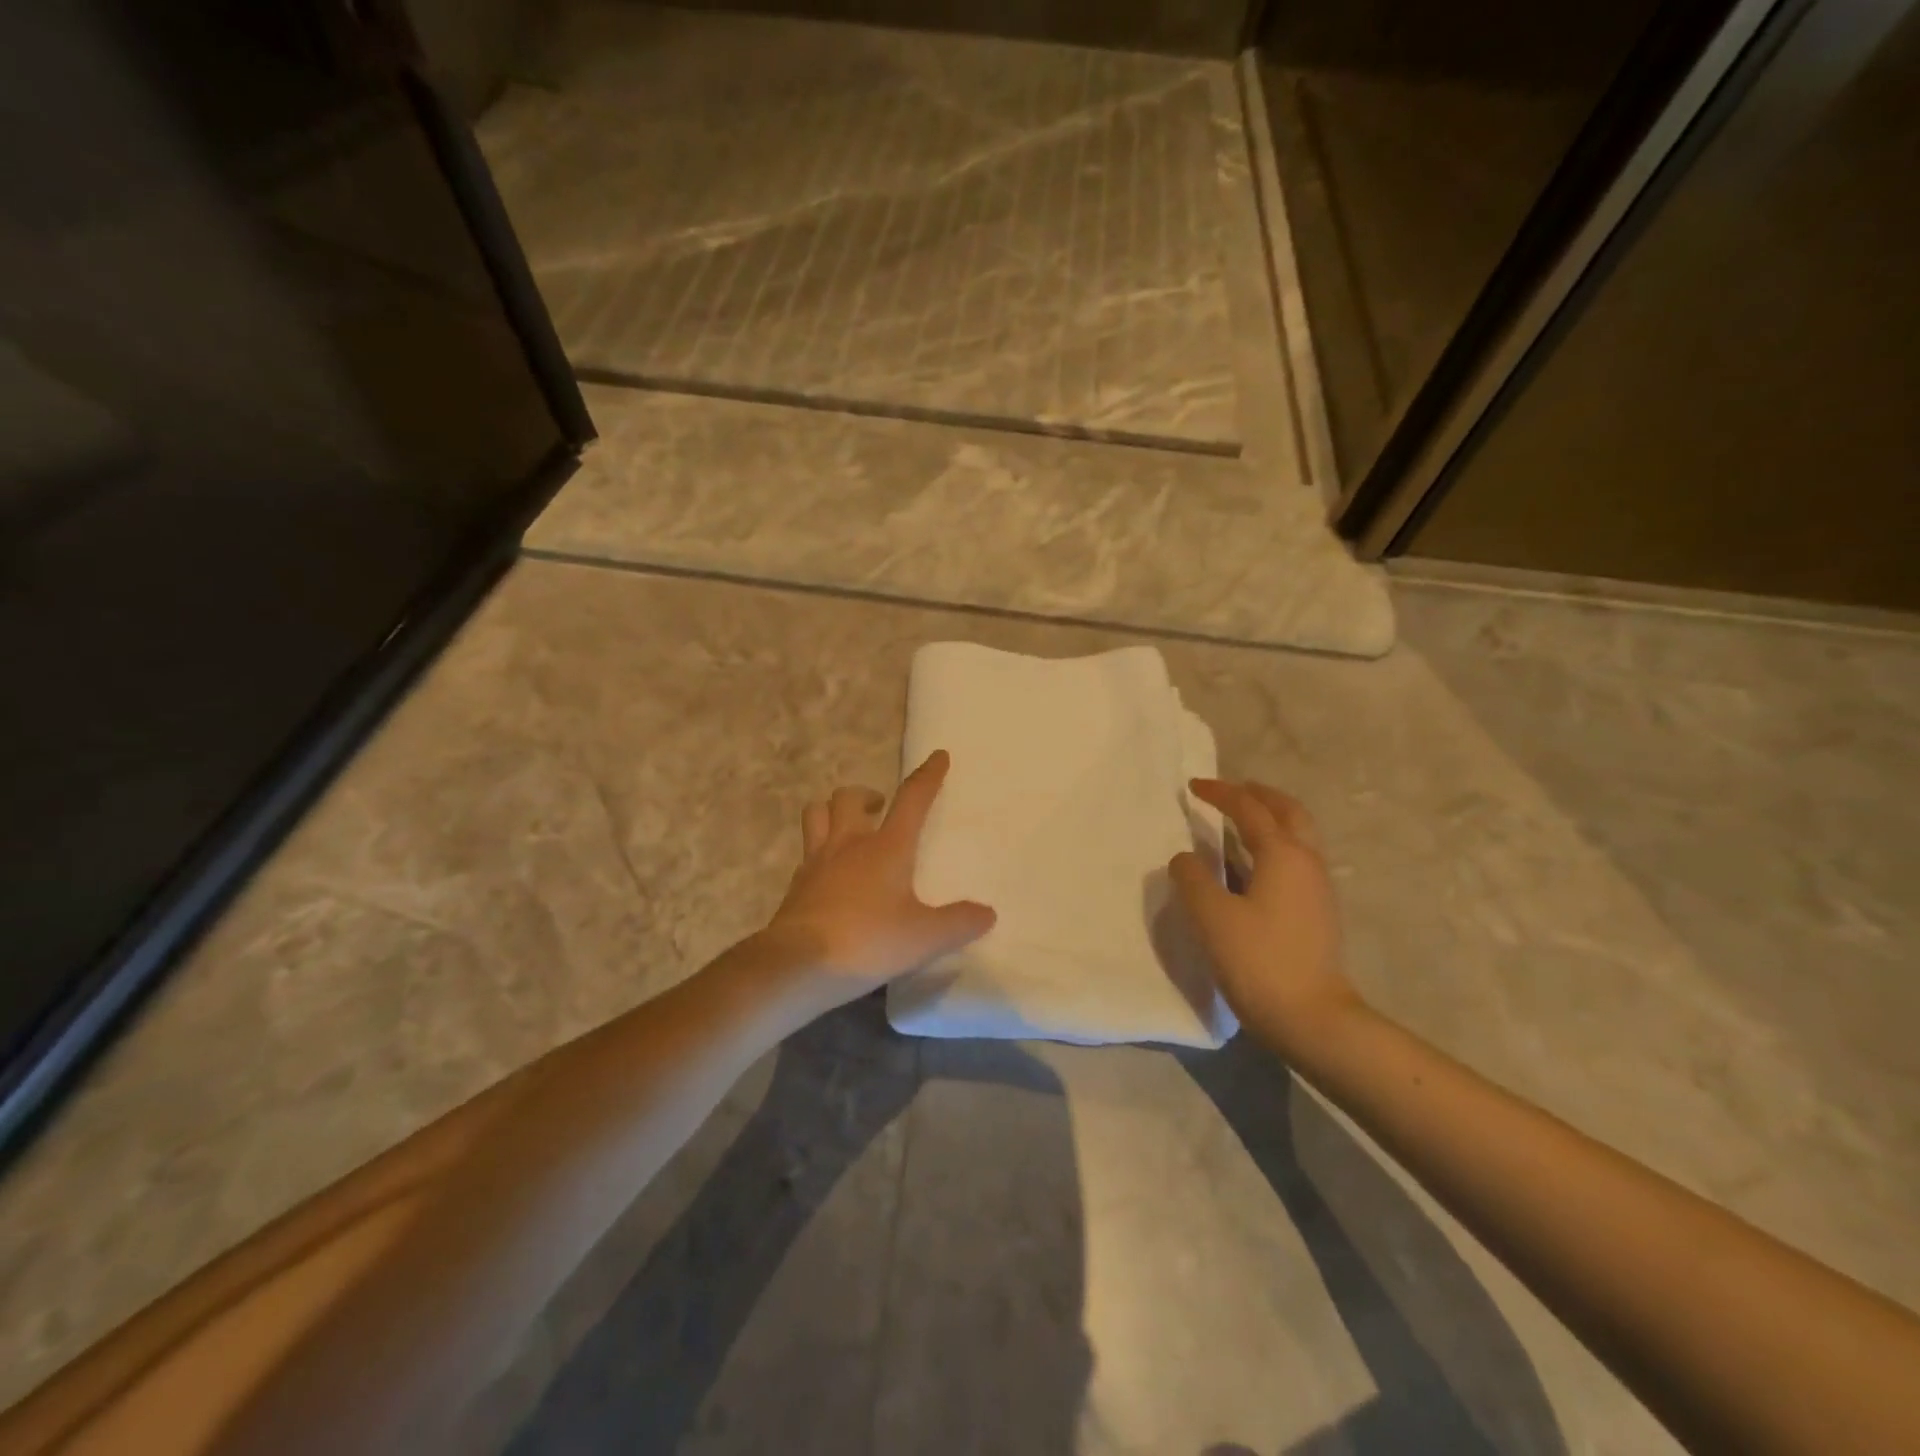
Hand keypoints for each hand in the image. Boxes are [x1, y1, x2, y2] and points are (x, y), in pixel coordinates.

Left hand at [760, 750, 995, 1010]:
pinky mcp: (796, 886)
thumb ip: (958, 923)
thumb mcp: (924, 938)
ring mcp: (816, 863)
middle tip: (881, 806)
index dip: (927, 776)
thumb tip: (987, 913)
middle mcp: (848, 844)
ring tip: (848, 826)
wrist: (797, 965)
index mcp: (885, 848)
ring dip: (833, 811)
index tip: (938, 756)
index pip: (911, 799)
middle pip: (849, 798)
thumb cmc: (867, 941)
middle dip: (867, 793)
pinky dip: (819, 851)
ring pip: (816, 814)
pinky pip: (806, 853)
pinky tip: (829, 872)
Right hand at [1169, 779, 1360, 1056]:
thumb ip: (1192, 878)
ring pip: (1299, 835)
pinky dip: (1275, 844)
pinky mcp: (1318, 911)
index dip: (1220, 793)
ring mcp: (1318, 888)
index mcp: (1282, 855)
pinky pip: (1297, 859)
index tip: (1192, 787)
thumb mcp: (1211, 916)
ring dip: (1271, 818)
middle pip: (1288, 812)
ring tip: (1242, 821)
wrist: (1312, 1018)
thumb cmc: (1258, 960)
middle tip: (1232, 790)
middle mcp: (1307, 862)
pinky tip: (1254, 864)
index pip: (1249, 809)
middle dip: (1260, 795)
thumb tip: (1185, 858)